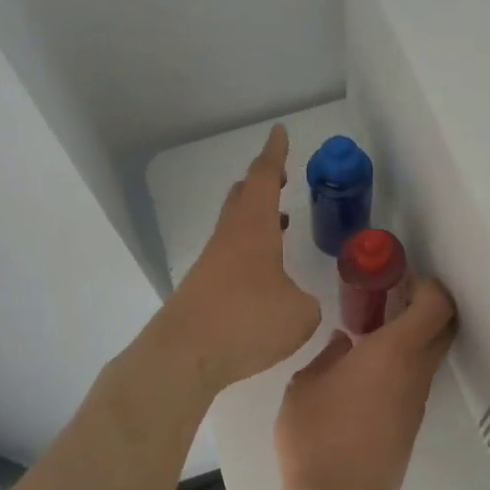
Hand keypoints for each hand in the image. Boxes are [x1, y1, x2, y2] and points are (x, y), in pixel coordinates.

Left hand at [160, 125, 321, 393]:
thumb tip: (297, 302)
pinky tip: (264, 273)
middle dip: (262, 182)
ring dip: (257, 217)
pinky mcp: (202, 290)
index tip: (279, 132)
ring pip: (234, 226)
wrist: (183, 357)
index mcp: (253, 228)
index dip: (275, 154)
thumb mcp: (300, 313)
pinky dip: (250, 249)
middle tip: (281, 176)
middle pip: (242, 197)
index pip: (264, 178)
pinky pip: (231, 255)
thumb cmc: (247, 322)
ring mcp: (211, 264)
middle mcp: (228, 238)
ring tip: (281, 221)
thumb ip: (306, 300)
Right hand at [275, 278, 457, 489]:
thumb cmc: (317, 435)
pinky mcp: (411, 422)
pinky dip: (403, 361)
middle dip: (426, 304)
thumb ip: (327, 356)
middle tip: (392, 298)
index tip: (400, 279)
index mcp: (394, 350)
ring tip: (370, 332)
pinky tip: (366, 370)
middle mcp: (416, 370)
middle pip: (444, 325)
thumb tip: (344, 345)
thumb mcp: (305, 386)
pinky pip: (416, 377)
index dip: (427, 284)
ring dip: (412, 335)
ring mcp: (417, 398)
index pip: (436, 304)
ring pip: (430, 353)